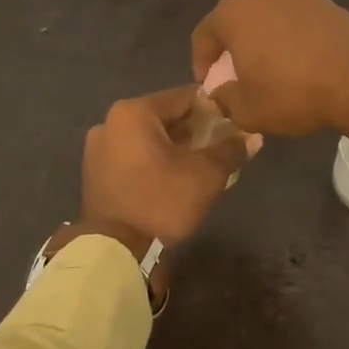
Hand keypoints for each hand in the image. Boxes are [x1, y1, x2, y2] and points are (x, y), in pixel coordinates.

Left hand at [76, 86, 256, 252]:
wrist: (115, 251)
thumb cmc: (162, 201)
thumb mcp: (205, 174)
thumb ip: (231, 150)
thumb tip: (254, 138)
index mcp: (134, 112)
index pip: (184, 97)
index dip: (212, 110)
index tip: (231, 127)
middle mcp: (111, 121)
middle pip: (164, 116)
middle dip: (192, 130)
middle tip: (217, 149)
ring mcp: (98, 147)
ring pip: (147, 137)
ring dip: (172, 146)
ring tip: (196, 166)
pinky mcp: (94, 171)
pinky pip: (131, 154)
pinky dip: (151, 160)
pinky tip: (169, 178)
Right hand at [190, 0, 348, 152]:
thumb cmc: (294, 93)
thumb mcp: (247, 110)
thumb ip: (225, 99)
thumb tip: (222, 92)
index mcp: (234, 12)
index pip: (203, 35)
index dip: (201, 62)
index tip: (210, 86)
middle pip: (237, 20)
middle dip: (234, 48)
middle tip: (240, 77)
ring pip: (270, 18)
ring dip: (266, 40)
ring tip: (275, 71)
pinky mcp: (329, 2)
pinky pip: (299, 21)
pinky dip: (294, 38)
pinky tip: (304, 64)